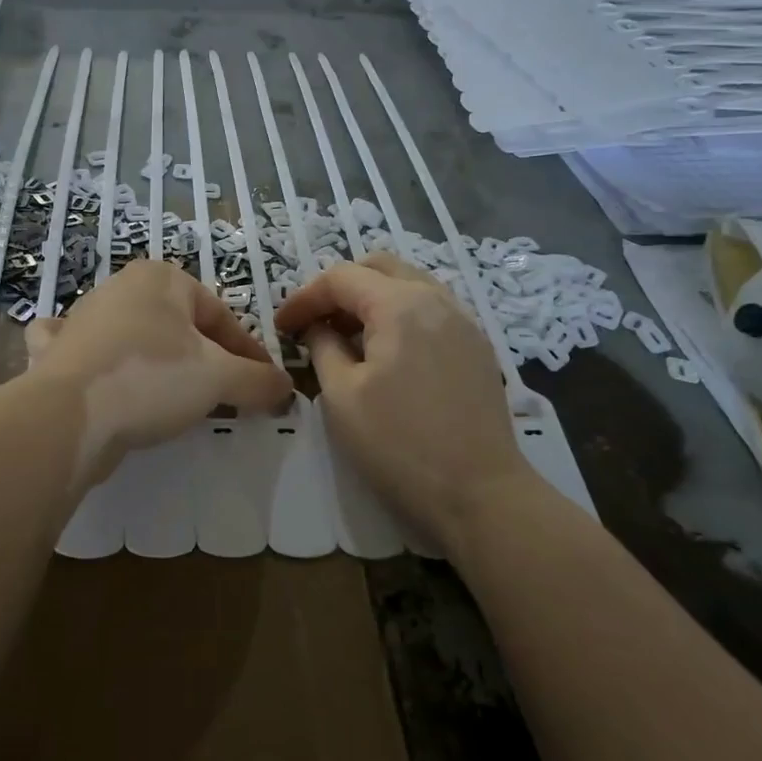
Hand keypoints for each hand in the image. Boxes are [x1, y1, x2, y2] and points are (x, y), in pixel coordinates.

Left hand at [24, 260, 292, 480]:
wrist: (69, 415)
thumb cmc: (152, 378)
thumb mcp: (219, 379)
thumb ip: (258, 380)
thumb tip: (286, 387)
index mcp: (162, 278)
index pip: (220, 316)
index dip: (249, 353)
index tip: (266, 385)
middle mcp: (119, 288)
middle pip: (179, 327)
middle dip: (205, 359)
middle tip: (225, 395)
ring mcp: (82, 319)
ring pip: (134, 337)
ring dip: (158, 362)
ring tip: (177, 398)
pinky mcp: (57, 353)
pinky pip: (84, 350)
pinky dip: (95, 359)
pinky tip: (101, 374)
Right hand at [275, 252, 539, 552]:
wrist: (479, 493)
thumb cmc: (399, 445)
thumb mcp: (341, 396)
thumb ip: (323, 348)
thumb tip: (318, 329)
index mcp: (399, 305)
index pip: (340, 278)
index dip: (304, 298)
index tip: (282, 327)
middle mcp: (435, 299)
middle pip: (378, 267)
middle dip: (339, 288)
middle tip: (315, 323)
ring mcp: (463, 321)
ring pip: (408, 284)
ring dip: (371, 299)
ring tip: (348, 337)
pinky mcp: (477, 346)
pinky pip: (430, 309)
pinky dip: (400, 314)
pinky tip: (387, 353)